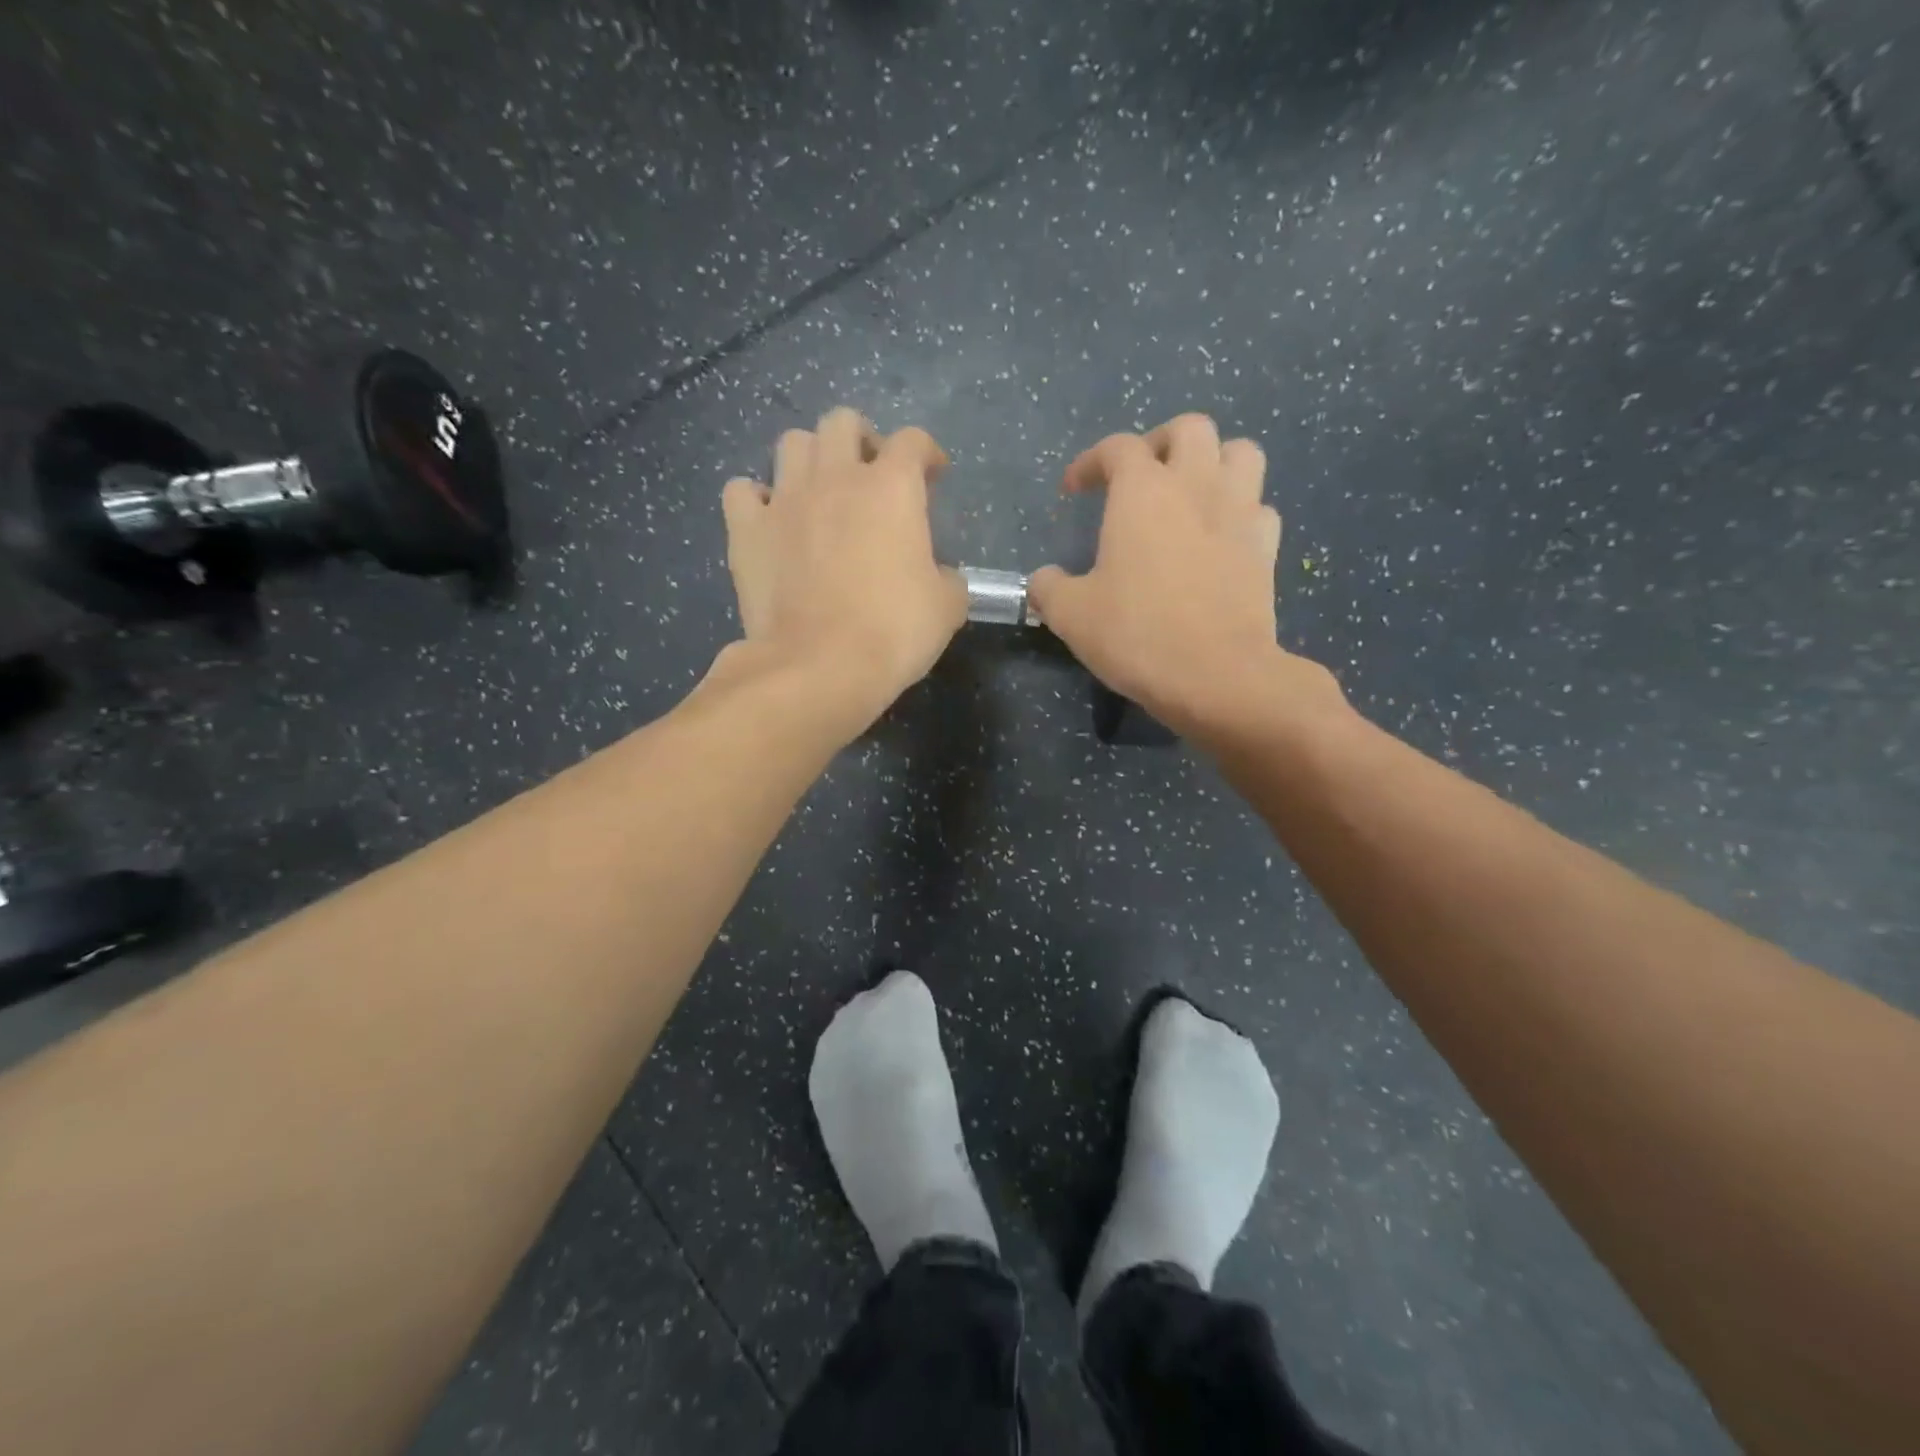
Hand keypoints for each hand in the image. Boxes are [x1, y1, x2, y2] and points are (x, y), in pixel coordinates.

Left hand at [720, 409, 966, 723]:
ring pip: (791, 444)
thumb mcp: (947, 608)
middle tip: (871, 476)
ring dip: (810, 459)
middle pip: (842, 422)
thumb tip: (938, 576)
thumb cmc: (893, 632)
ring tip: (820, 492)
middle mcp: (835, 478)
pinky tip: (770, 520)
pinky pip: (742, 491)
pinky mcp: (746, 530)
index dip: (926, 453)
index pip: (912, 441)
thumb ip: (947, 578)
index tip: (933, 476)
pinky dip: (756, 499)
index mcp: (891, 488)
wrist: (820, 665)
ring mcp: (784, 500)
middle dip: (861, 440)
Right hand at [1028, 414, 1342, 736]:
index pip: (1117, 448)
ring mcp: (1239, 513)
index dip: (1090, 461)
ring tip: (1192, 492)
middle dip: (1160, 443)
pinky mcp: (1267, 547)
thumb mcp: (1070, 615)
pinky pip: (1259, 508)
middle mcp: (1196, 486)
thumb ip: (1048, 588)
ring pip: (1240, 452)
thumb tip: (1043, 580)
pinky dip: (1241, 511)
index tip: (1074, 489)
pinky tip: (1223, 537)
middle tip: (1141, 476)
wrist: (1216, 675)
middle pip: (1190, 429)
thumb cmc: (1136, 634)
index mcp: (1143, 492)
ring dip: (1214, 461)